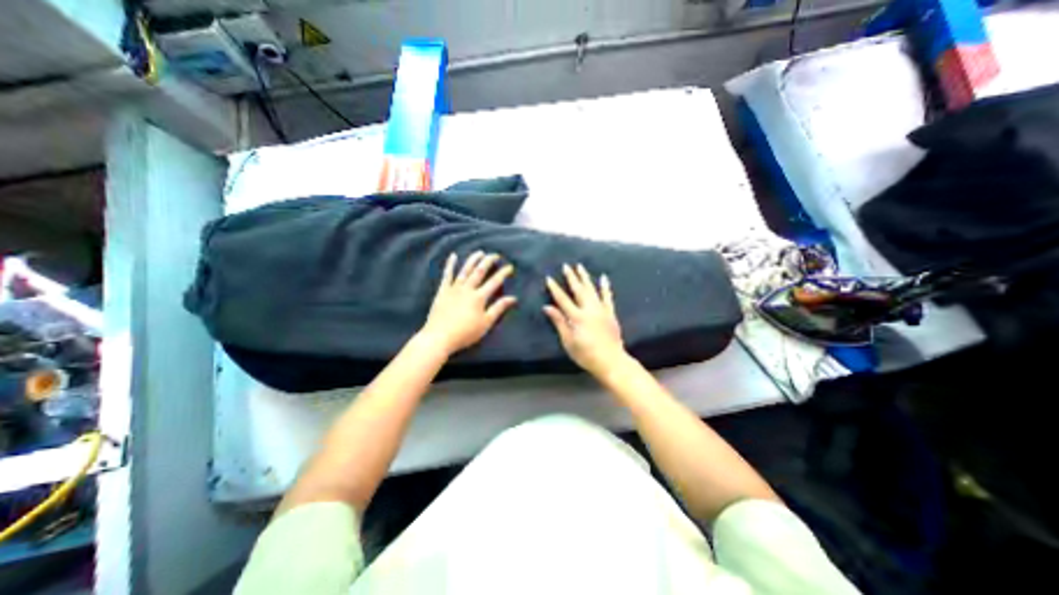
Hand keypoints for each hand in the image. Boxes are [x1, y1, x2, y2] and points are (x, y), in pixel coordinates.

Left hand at [423, 249, 519, 353]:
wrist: (439, 337)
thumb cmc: (465, 333)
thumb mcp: (486, 323)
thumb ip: (499, 308)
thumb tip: (513, 298)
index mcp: (479, 297)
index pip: (494, 282)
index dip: (503, 273)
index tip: (509, 267)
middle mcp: (467, 289)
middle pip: (479, 272)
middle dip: (488, 261)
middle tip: (495, 255)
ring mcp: (453, 289)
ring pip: (465, 270)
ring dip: (473, 260)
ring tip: (479, 252)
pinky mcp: (442, 291)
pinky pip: (447, 275)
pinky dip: (450, 265)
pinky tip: (453, 256)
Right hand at [545, 265, 626, 375]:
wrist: (611, 361)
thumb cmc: (586, 354)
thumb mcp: (568, 342)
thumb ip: (559, 322)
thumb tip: (547, 307)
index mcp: (577, 317)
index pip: (563, 299)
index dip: (555, 288)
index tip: (549, 278)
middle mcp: (589, 309)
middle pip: (578, 290)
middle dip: (571, 277)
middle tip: (566, 266)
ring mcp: (601, 310)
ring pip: (592, 289)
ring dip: (585, 277)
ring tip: (580, 266)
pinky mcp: (610, 313)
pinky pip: (607, 297)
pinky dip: (605, 287)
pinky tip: (603, 278)